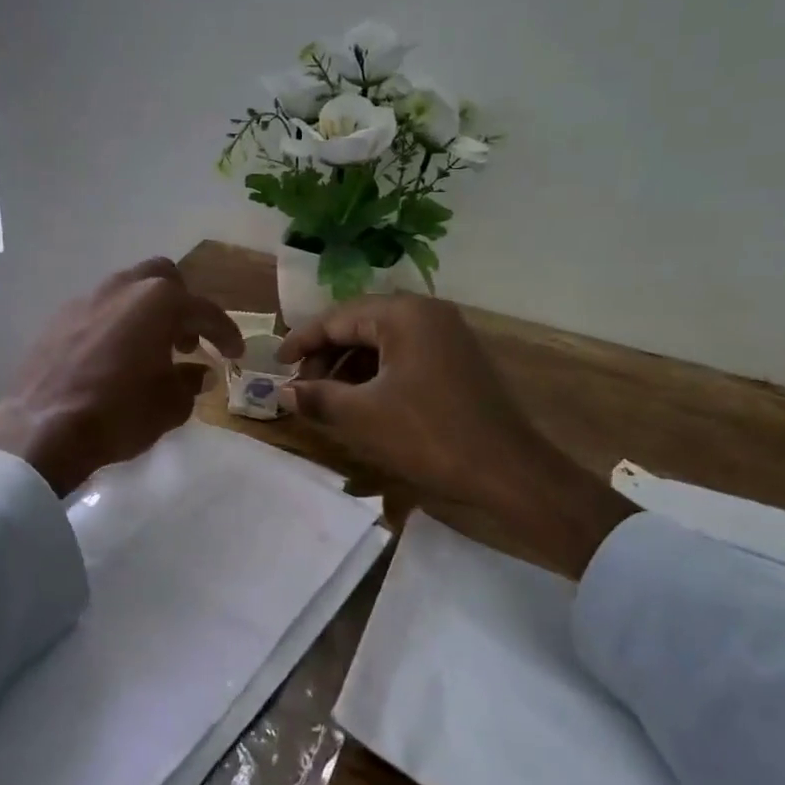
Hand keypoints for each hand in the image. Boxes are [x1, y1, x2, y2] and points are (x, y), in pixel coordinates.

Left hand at [0, 259, 243, 495]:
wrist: (43, 429)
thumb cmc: (120, 413)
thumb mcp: (171, 405)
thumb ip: (191, 382)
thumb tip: (199, 372)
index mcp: (159, 302)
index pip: (205, 312)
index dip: (225, 334)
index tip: (235, 354)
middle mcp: (123, 288)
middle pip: (164, 279)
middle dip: (182, 305)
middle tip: (188, 342)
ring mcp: (86, 299)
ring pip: (127, 291)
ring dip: (147, 313)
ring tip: (151, 350)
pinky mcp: (58, 318)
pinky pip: (99, 310)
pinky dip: (116, 325)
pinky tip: (115, 358)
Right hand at [278, 294, 635, 570]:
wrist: (508, 471)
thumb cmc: (429, 436)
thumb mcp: (362, 417)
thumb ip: (318, 397)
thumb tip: (284, 391)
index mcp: (403, 315)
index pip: (337, 318)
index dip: (301, 341)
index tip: (276, 364)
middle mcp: (427, 314)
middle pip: (360, 325)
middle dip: (326, 357)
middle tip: (302, 389)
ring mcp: (447, 336)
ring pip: (382, 343)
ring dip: (350, 368)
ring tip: (328, 400)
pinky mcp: (457, 361)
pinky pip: (404, 357)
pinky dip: (377, 376)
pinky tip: (363, 404)